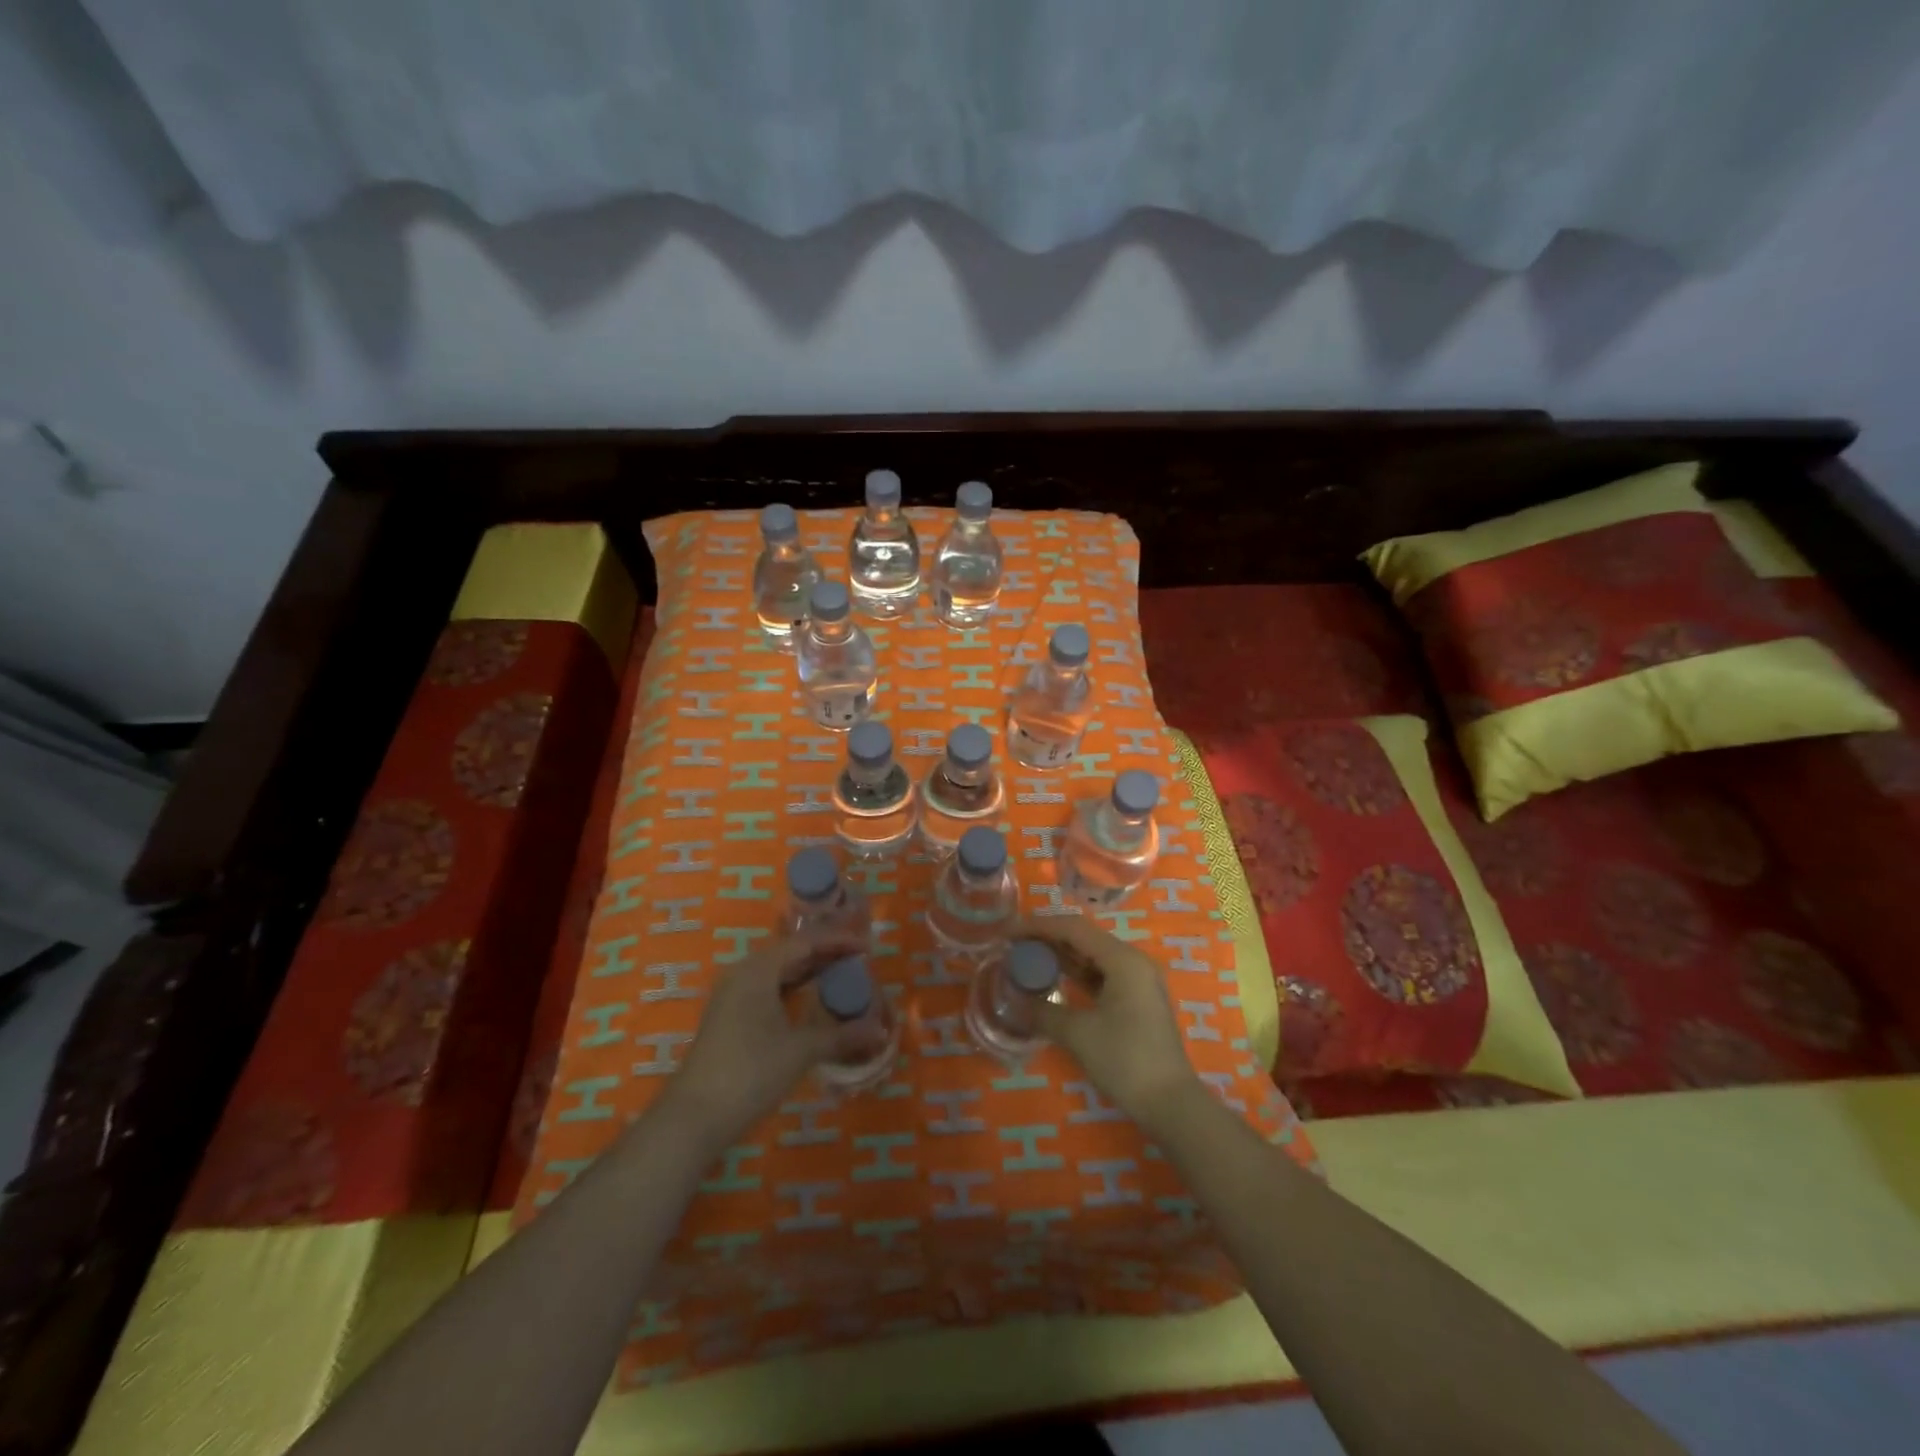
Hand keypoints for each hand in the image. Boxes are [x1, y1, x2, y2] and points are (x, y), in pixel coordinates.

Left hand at [662, 928, 870, 1146]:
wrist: (694, 1118)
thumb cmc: (750, 1072)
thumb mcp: (801, 1051)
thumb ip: (842, 1035)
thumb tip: (880, 1031)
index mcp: (759, 969)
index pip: (806, 943)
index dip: (838, 942)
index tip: (868, 947)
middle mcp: (743, 973)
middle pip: (791, 954)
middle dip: (825, 956)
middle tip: (859, 961)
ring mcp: (732, 996)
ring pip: (778, 973)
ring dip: (808, 974)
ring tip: (841, 978)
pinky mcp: (728, 1018)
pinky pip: (767, 990)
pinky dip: (792, 991)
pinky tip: (810, 1004)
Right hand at [1027, 915, 1201, 1124]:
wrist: (1171, 1103)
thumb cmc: (1125, 1060)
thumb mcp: (1078, 1034)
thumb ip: (1044, 1011)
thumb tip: (1015, 1001)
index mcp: (1123, 959)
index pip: (1073, 928)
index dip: (1038, 927)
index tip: (1007, 933)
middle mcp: (1133, 961)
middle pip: (1083, 937)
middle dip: (1047, 939)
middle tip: (1013, 945)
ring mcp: (1137, 980)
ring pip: (1092, 955)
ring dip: (1061, 956)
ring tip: (1027, 958)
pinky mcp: (1136, 999)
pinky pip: (1100, 974)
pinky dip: (1076, 974)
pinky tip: (1053, 979)